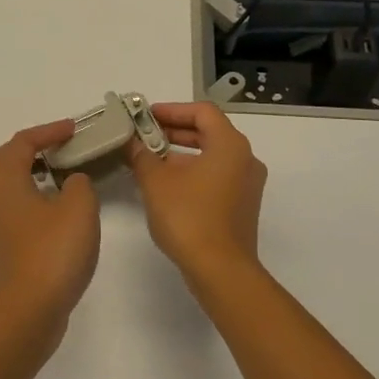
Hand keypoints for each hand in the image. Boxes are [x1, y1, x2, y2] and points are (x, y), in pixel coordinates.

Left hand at [0, 121, 101, 330]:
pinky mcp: (9, 248)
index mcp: (6, 182)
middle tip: (57, 148)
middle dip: (28, 149)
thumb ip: (79, 184)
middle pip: (2, 162)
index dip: (47, 132)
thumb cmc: (52, 252)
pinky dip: (37, 199)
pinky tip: (62, 211)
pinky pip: (19, 209)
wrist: (29, 311)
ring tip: (63, 175)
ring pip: (9, 187)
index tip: (74, 130)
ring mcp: (0, 227)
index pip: (21, 143)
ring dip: (32, 174)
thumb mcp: (78, 208)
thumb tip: (72, 181)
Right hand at [126, 102, 266, 280]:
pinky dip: (193, 172)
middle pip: (209, 132)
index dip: (172, 110)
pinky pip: (216, 176)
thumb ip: (141, 155)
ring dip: (181, 153)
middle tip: (143, 135)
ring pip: (212, 156)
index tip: (145, 117)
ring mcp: (247, 184)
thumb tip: (132, 143)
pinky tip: (166, 185)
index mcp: (230, 145)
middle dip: (174, 131)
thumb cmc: (188, 217)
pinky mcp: (242, 205)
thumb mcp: (155, 182)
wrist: (220, 269)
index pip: (202, 111)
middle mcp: (245, 159)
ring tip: (149, 159)